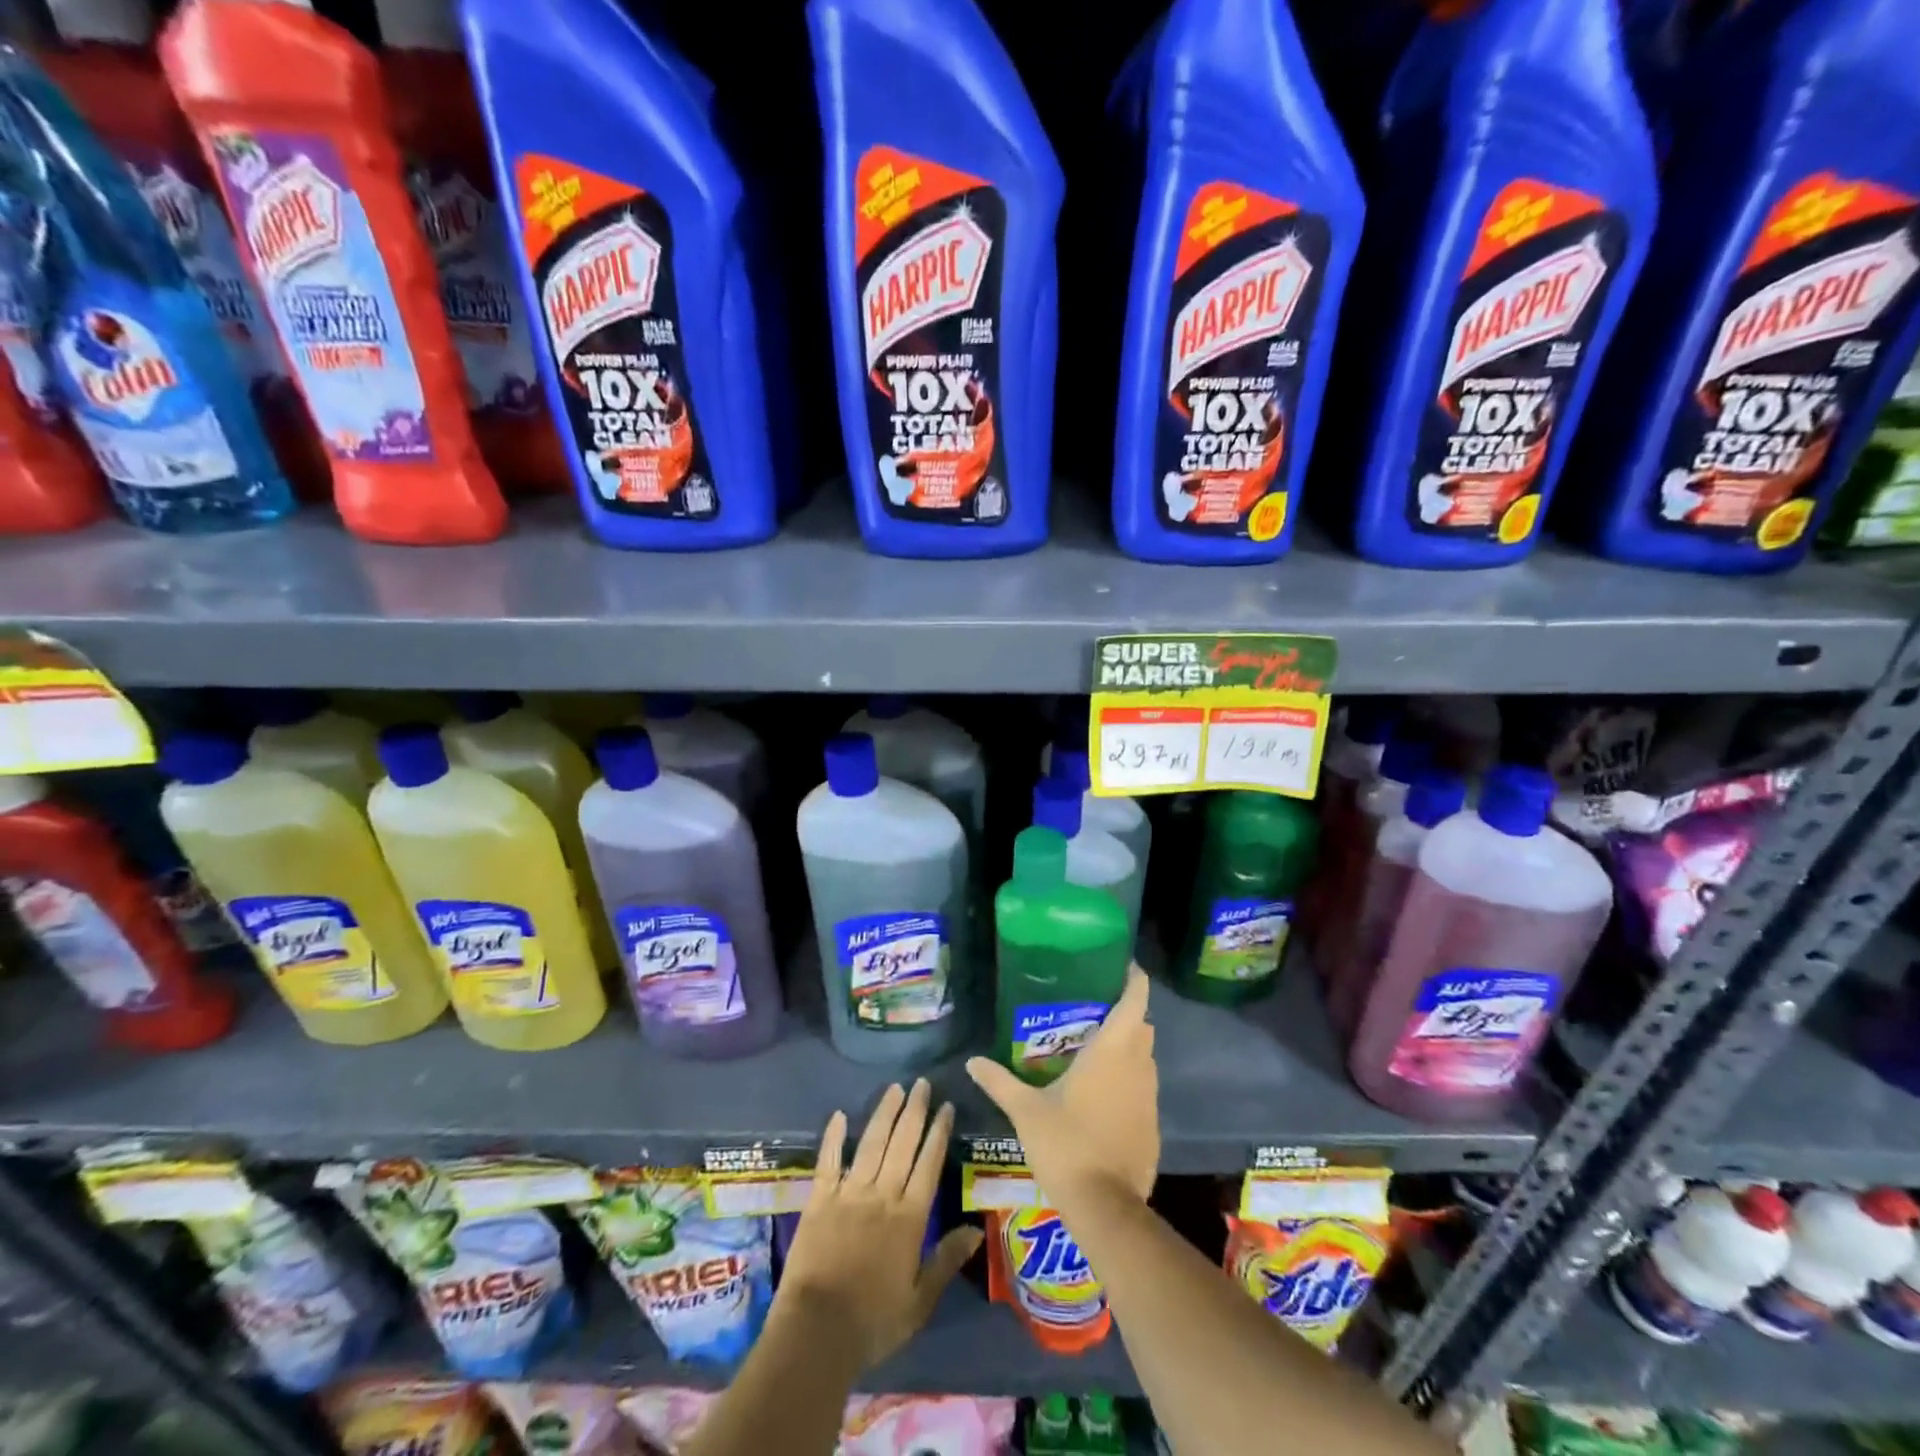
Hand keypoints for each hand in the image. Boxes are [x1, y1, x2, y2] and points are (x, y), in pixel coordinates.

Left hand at [775, 1079, 982, 1369]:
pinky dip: (834, 1137)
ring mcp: (849, 1193)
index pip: (929, 1164)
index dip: (939, 1133)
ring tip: (895, 1088)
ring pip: (871, 1143)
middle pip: (902, 1144)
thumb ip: (946, 1260)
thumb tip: (976, 1229)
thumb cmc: (874, 1321)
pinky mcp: (819, 1199)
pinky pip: (828, 1161)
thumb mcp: (920, 1301)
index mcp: (909, 1218)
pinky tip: (839, 1115)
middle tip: (922, 1083)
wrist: (817, 1331)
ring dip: (884, 1114)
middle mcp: (882, 1195)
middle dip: (914, 1111)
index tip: (946, 1106)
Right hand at [966, 964, 1158, 1206]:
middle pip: (1142, 1026)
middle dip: (1125, 1014)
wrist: (1105, 1207)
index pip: (1135, 1000)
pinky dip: (1129, 1082)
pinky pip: (1144, 1089)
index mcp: (1112, 1050)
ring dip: (1128, 1049)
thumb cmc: (1066, 1144)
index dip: (1134, 979)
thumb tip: (972, 1061)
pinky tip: (1102, 1095)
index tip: (1121, 966)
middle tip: (1093, 1010)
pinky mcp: (1153, 1125)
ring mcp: (1150, 1097)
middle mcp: (1138, 1066)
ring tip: (1094, 1049)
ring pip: (1145, 1058)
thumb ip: (999, 1081)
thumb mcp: (1025, 1110)